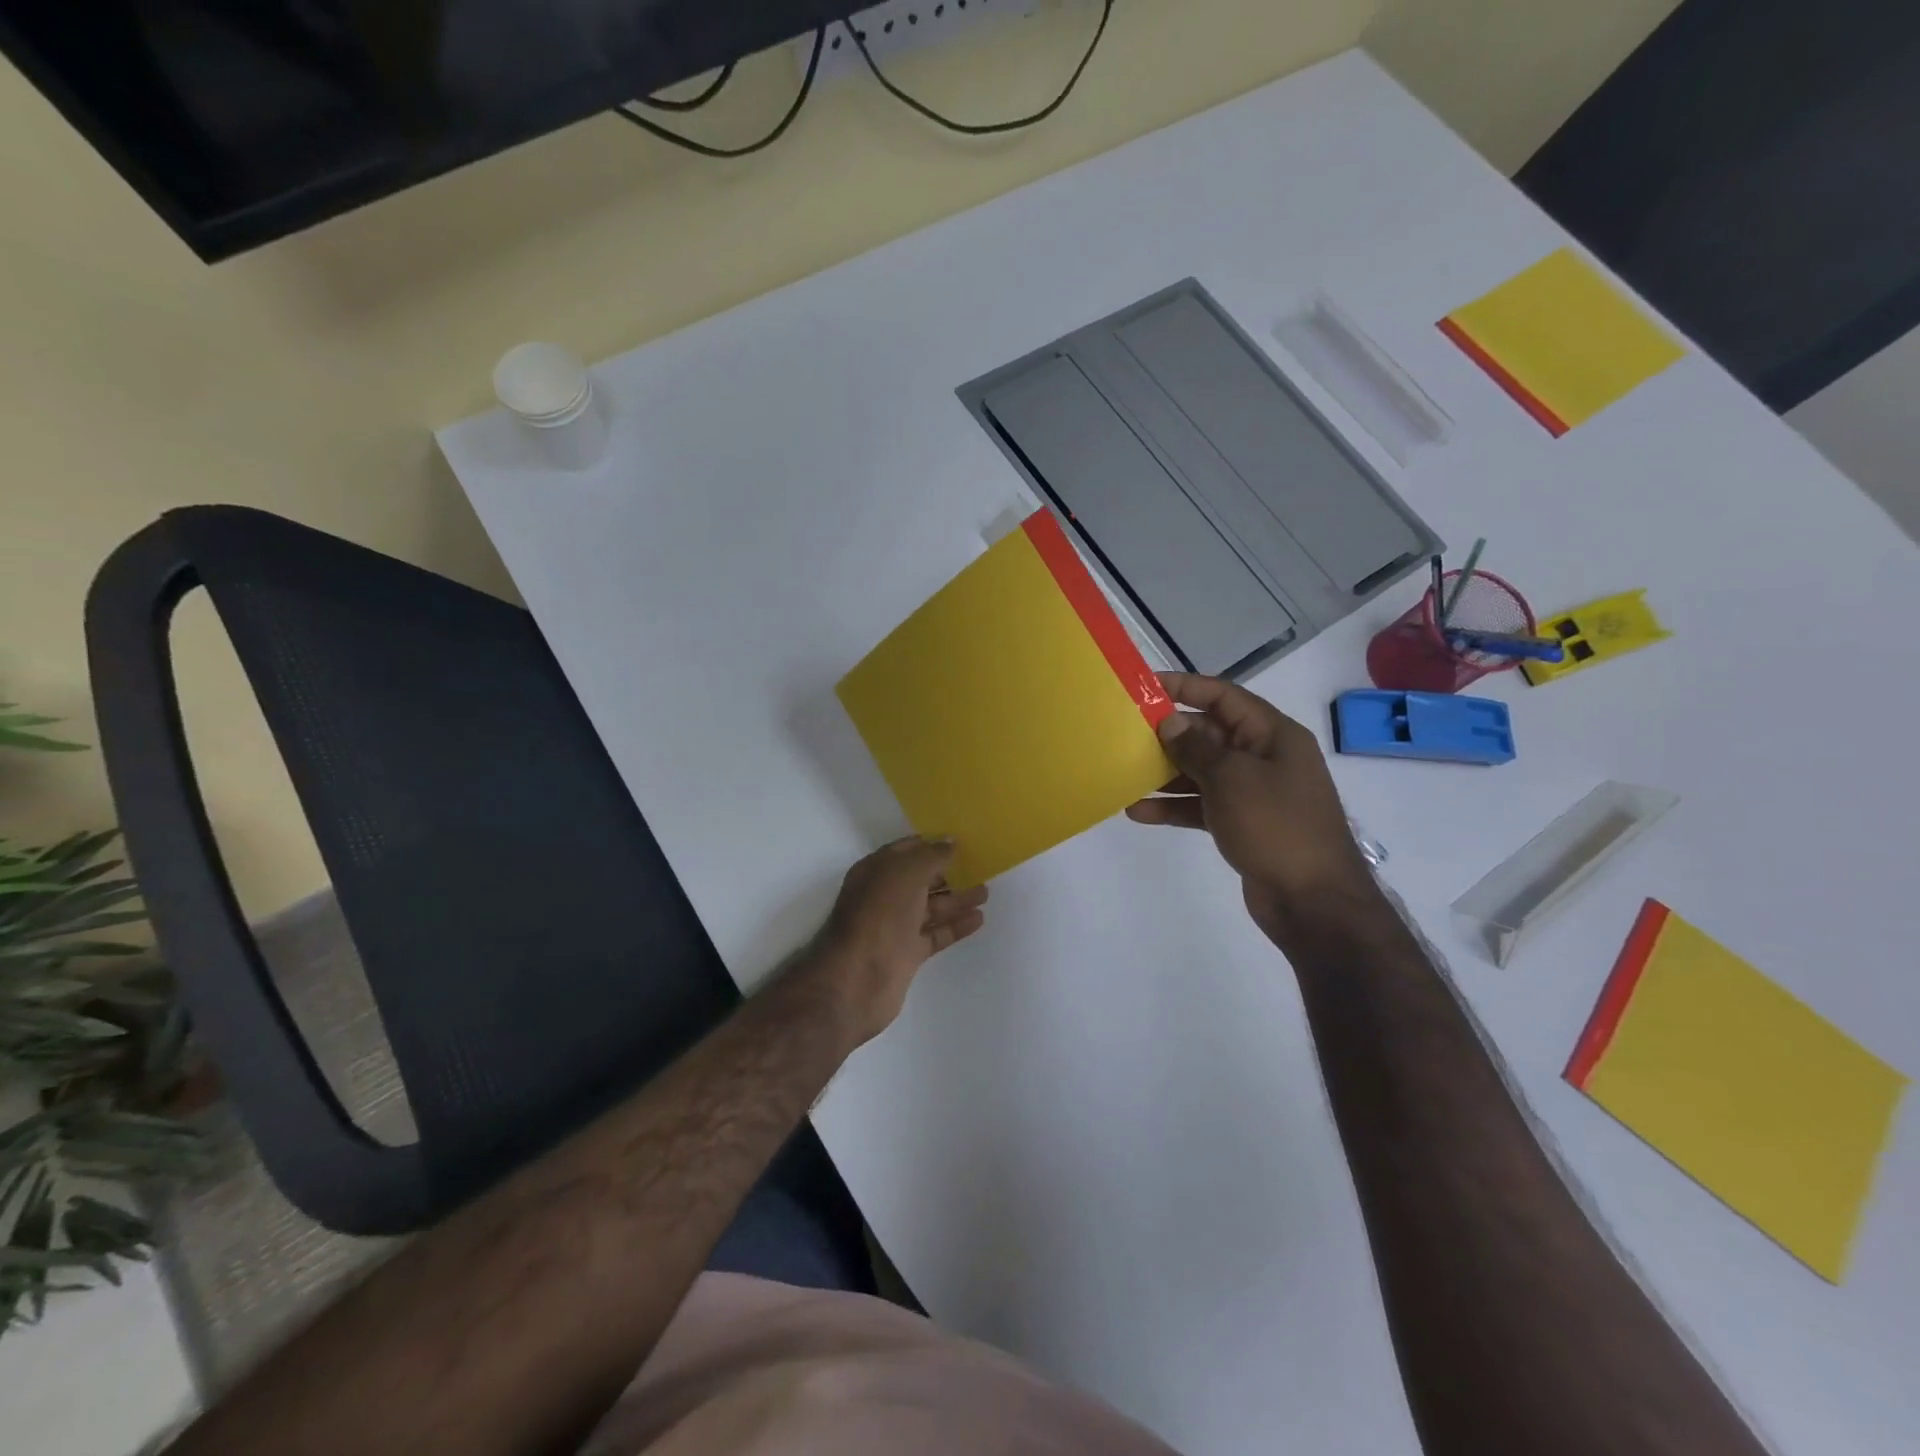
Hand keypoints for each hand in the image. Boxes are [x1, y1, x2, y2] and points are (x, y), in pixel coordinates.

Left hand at [806, 838, 988, 1045]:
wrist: (859, 977)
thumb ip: (932, 856)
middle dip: (948, 872)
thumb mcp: (906, 873)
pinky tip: (978, 918)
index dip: (930, 844)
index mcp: (876, 871)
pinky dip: (955, 926)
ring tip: (986, 892)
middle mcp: (883, 896)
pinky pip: (935, 933)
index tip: (960, 841)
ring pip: (930, 907)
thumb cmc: (880, 914)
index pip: (905, 851)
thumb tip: (950, 841)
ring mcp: (895, 926)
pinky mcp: (907, 953)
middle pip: (920, 879)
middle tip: (980, 867)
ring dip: (956, 899)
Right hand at [1126, 673, 1375, 937]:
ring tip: (1124, 773)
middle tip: (1124, 733)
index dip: (1185, 687)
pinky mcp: (1241, 824)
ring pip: (1201, 771)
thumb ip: (1196, 747)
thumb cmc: (1276, 826)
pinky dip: (1174, 806)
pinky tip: (1139, 812)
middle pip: (1209, 733)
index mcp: (1272, 735)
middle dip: (1169, 734)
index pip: (1224, 696)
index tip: (1145, 687)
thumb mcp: (1232, 779)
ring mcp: (1253, 793)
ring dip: (1165, 773)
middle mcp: (1263, 758)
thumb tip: (1168, 722)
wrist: (1313, 901)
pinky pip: (1201, 805)